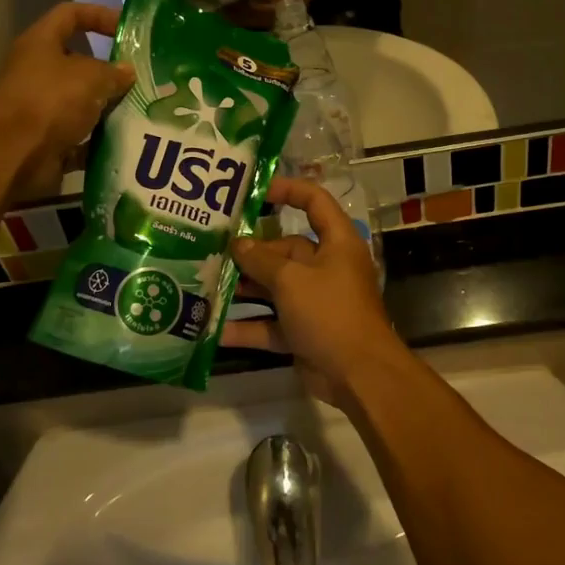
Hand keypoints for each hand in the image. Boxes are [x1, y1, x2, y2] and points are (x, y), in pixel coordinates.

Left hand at [0, 3, 134, 202]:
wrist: (12, 156)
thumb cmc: (49, 101)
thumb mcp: (90, 77)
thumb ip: (113, 72)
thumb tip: (128, 72)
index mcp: (41, 44)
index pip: (70, 15)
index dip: (99, 15)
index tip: (129, 29)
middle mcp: (38, 73)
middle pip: (80, 64)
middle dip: (111, 72)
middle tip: (144, 79)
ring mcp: (41, 109)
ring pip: (83, 104)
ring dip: (109, 109)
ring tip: (143, 112)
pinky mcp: (47, 141)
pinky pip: (81, 138)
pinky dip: (100, 142)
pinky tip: (127, 142)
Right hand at [223, 178, 407, 411]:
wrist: (358, 374)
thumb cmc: (329, 312)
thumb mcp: (291, 280)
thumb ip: (261, 260)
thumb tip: (238, 244)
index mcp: (336, 243)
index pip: (315, 202)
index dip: (288, 190)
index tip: (255, 192)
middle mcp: (327, 267)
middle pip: (286, 250)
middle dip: (251, 252)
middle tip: (213, 249)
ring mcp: (315, 301)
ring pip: (274, 287)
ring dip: (245, 288)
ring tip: (206, 283)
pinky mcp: (304, 331)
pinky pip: (271, 323)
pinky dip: (247, 326)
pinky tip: (213, 329)